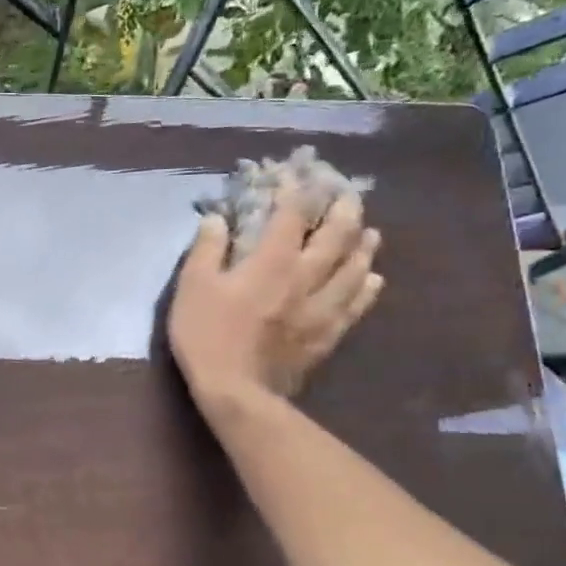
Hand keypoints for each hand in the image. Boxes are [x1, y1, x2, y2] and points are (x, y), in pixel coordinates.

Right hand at [168, 187, 381, 416]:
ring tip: (369, 231)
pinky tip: (373, 279)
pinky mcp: (328, 334)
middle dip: (343, 209)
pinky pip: (357, 305)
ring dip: (363, 245)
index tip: (297, 174)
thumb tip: (216, 218)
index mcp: (272, 260)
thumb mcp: (192, 287)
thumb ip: (206, 248)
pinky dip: (367, 287)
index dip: (297, 189)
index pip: (292, 214)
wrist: (237, 391)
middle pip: (337, 235)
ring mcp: (322, 306)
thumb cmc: (208, 335)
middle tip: (348, 195)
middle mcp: (306, 276)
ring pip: (355, 267)